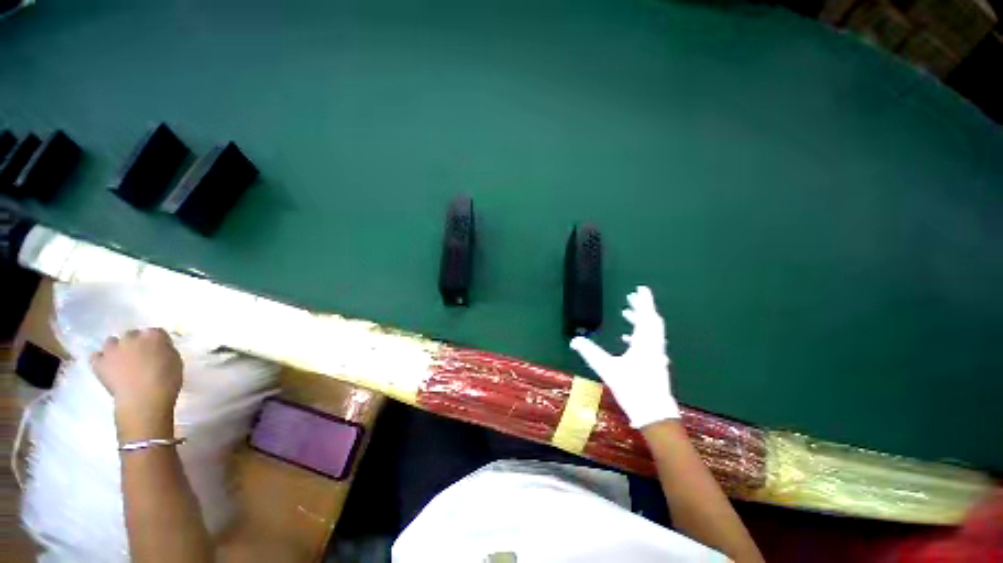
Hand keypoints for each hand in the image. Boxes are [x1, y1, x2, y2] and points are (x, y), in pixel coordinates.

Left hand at [91, 328, 182, 437]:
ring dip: (116, 348)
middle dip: (135, 342)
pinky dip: (101, 359)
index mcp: (154, 336)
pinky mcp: (100, 363)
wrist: (144, 400)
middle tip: (140, 355)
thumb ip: (165, 351)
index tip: (159, 350)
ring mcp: (113, 350)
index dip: (157, 341)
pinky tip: (107, 366)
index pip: (156, 332)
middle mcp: (132, 337)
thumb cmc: (167, 381)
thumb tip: (159, 350)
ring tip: (121, 360)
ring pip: (111, 342)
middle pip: (132, 334)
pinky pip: (96, 356)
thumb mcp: (176, 362)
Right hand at [569, 286, 678, 428]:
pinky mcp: (655, 363)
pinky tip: (627, 339)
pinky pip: (649, 341)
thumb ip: (590, 353)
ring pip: (651, 331)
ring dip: (640, 320)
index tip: (641, 289)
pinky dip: (639, 334)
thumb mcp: (608, 369)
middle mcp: (654, 346)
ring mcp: (656, 355)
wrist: (654, 413)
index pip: (646, 316)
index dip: (643, 301)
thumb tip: (575, 340)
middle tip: (631, 298)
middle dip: (641, 308)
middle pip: (651, 321)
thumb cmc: (632, 388)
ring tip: (627, 313)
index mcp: (644, 343)